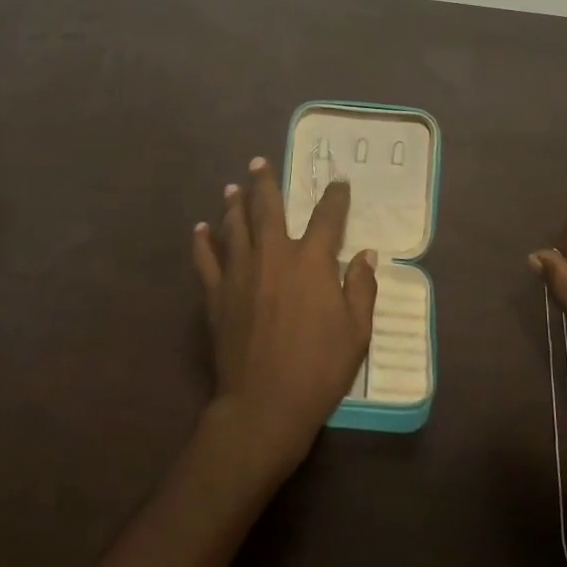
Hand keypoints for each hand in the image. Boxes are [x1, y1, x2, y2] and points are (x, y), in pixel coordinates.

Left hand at [192, 158, 377, 478]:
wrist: (264, 404)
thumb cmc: (318, 368)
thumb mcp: (356, 331)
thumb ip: (362, 287)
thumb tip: (367, 254)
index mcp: (311, 260)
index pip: (327, 216)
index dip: (335, 196)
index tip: (338, 182)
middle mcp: (274, 255)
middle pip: (268, 208)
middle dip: (266, 183)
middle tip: (259, 163)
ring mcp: (240, 272)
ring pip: (234, 226)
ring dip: (234, 204)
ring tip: (232, 187)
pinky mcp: (216, 294)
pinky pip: (206, 259)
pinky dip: (202, 241)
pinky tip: (199, 229)